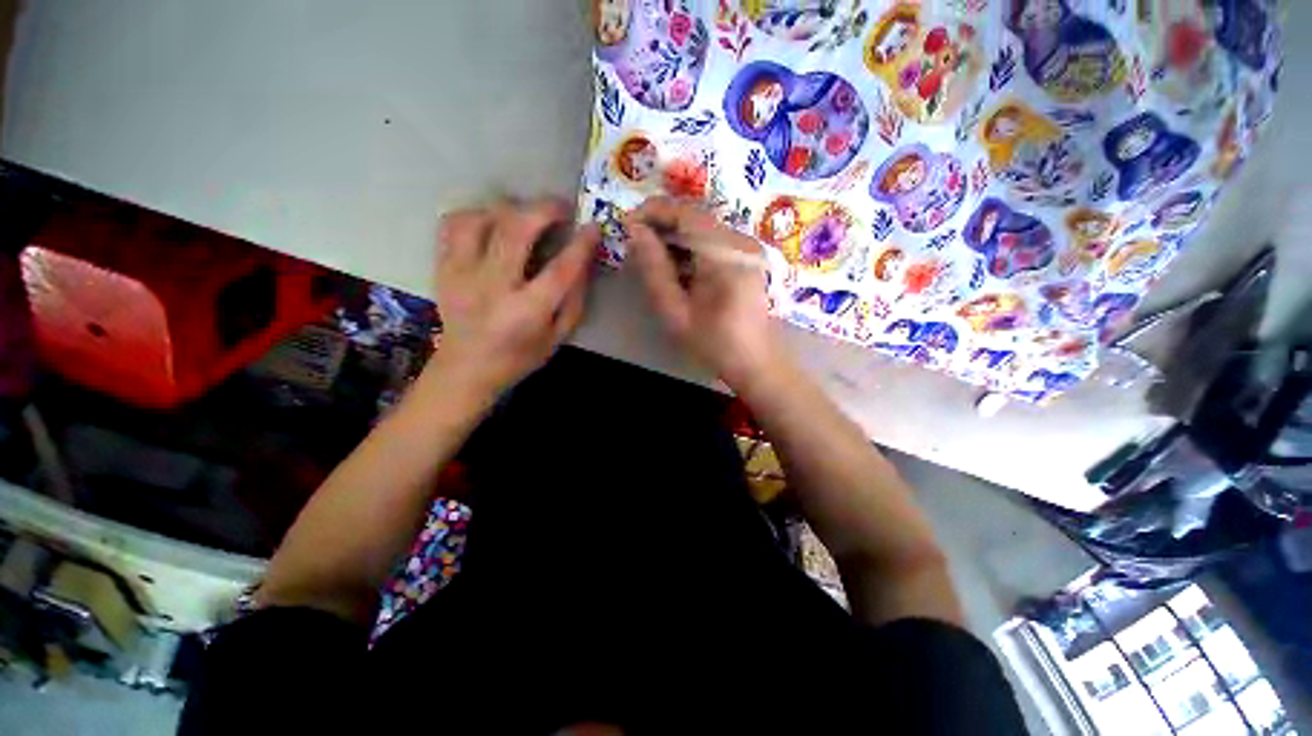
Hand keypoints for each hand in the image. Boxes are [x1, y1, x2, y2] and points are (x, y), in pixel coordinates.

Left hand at [432, 200, 596, 398]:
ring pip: (482, 218)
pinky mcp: (442, 267)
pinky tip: (493, 223)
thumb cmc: (519, 356)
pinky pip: (454, 223)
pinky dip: (477, 214)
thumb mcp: (558, 337)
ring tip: (527, 215)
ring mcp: (461, 273)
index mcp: (526, 312)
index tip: (593, 228)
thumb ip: (574, 300)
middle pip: (517, 230)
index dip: (581, 244)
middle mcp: (492, 287)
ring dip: (510, 209)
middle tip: (562, 208)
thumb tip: (584, 261)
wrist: (466, 367)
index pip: (561, 269)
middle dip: (545, 209)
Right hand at [625, 197, 783, 390]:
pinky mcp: (747, 257)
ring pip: (703, 228)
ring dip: (675, 237)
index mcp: (725, 254)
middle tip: (636, 242)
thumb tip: (635, 231)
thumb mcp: (675, 310)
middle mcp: (741, 242)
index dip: (654, 211)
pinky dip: (691, 248)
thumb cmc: (713, 342)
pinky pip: (714, 241)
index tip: (627, 223)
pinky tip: (676, 266)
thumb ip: (654, 269)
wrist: (753, 361)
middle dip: (662, 225)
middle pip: (696, 218)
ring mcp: (747, 248)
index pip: (686, 214)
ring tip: (651, 256)